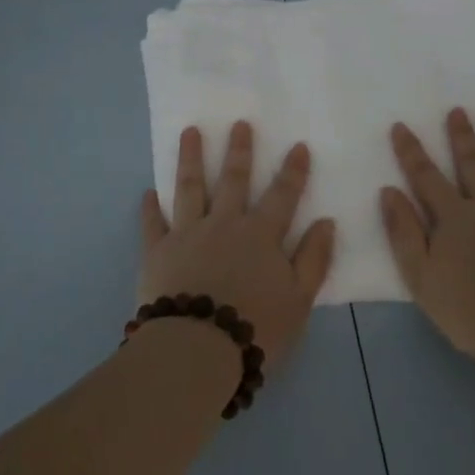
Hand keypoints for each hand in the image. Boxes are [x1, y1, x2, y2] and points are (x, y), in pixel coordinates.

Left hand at [139, 121, 336, 370]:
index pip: (282, 195)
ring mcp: (187, 235)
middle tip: (239, 123)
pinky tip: (148, 192)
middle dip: (239, 151)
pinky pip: (153, 224)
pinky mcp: (157, 253)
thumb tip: (326, 221)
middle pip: (233, 180)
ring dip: (190, 158)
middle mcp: (224, 225)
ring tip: (190, 132)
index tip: (298, 145)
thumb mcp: (299, 300)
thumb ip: (313, 259)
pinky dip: (150, 208)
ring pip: (189, 187)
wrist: (195, 351)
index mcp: (261, 236)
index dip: (293, 171)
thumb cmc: (255, 328)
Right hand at [381, 109, 474, 373]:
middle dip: (462, 136)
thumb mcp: (420, 278)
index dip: (411, 151)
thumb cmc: (468, 311)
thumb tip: (389, 191)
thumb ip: (403, 232)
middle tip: (458, 110)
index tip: (401, 126)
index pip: (426, 176)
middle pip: (472, 164)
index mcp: (454, 217)